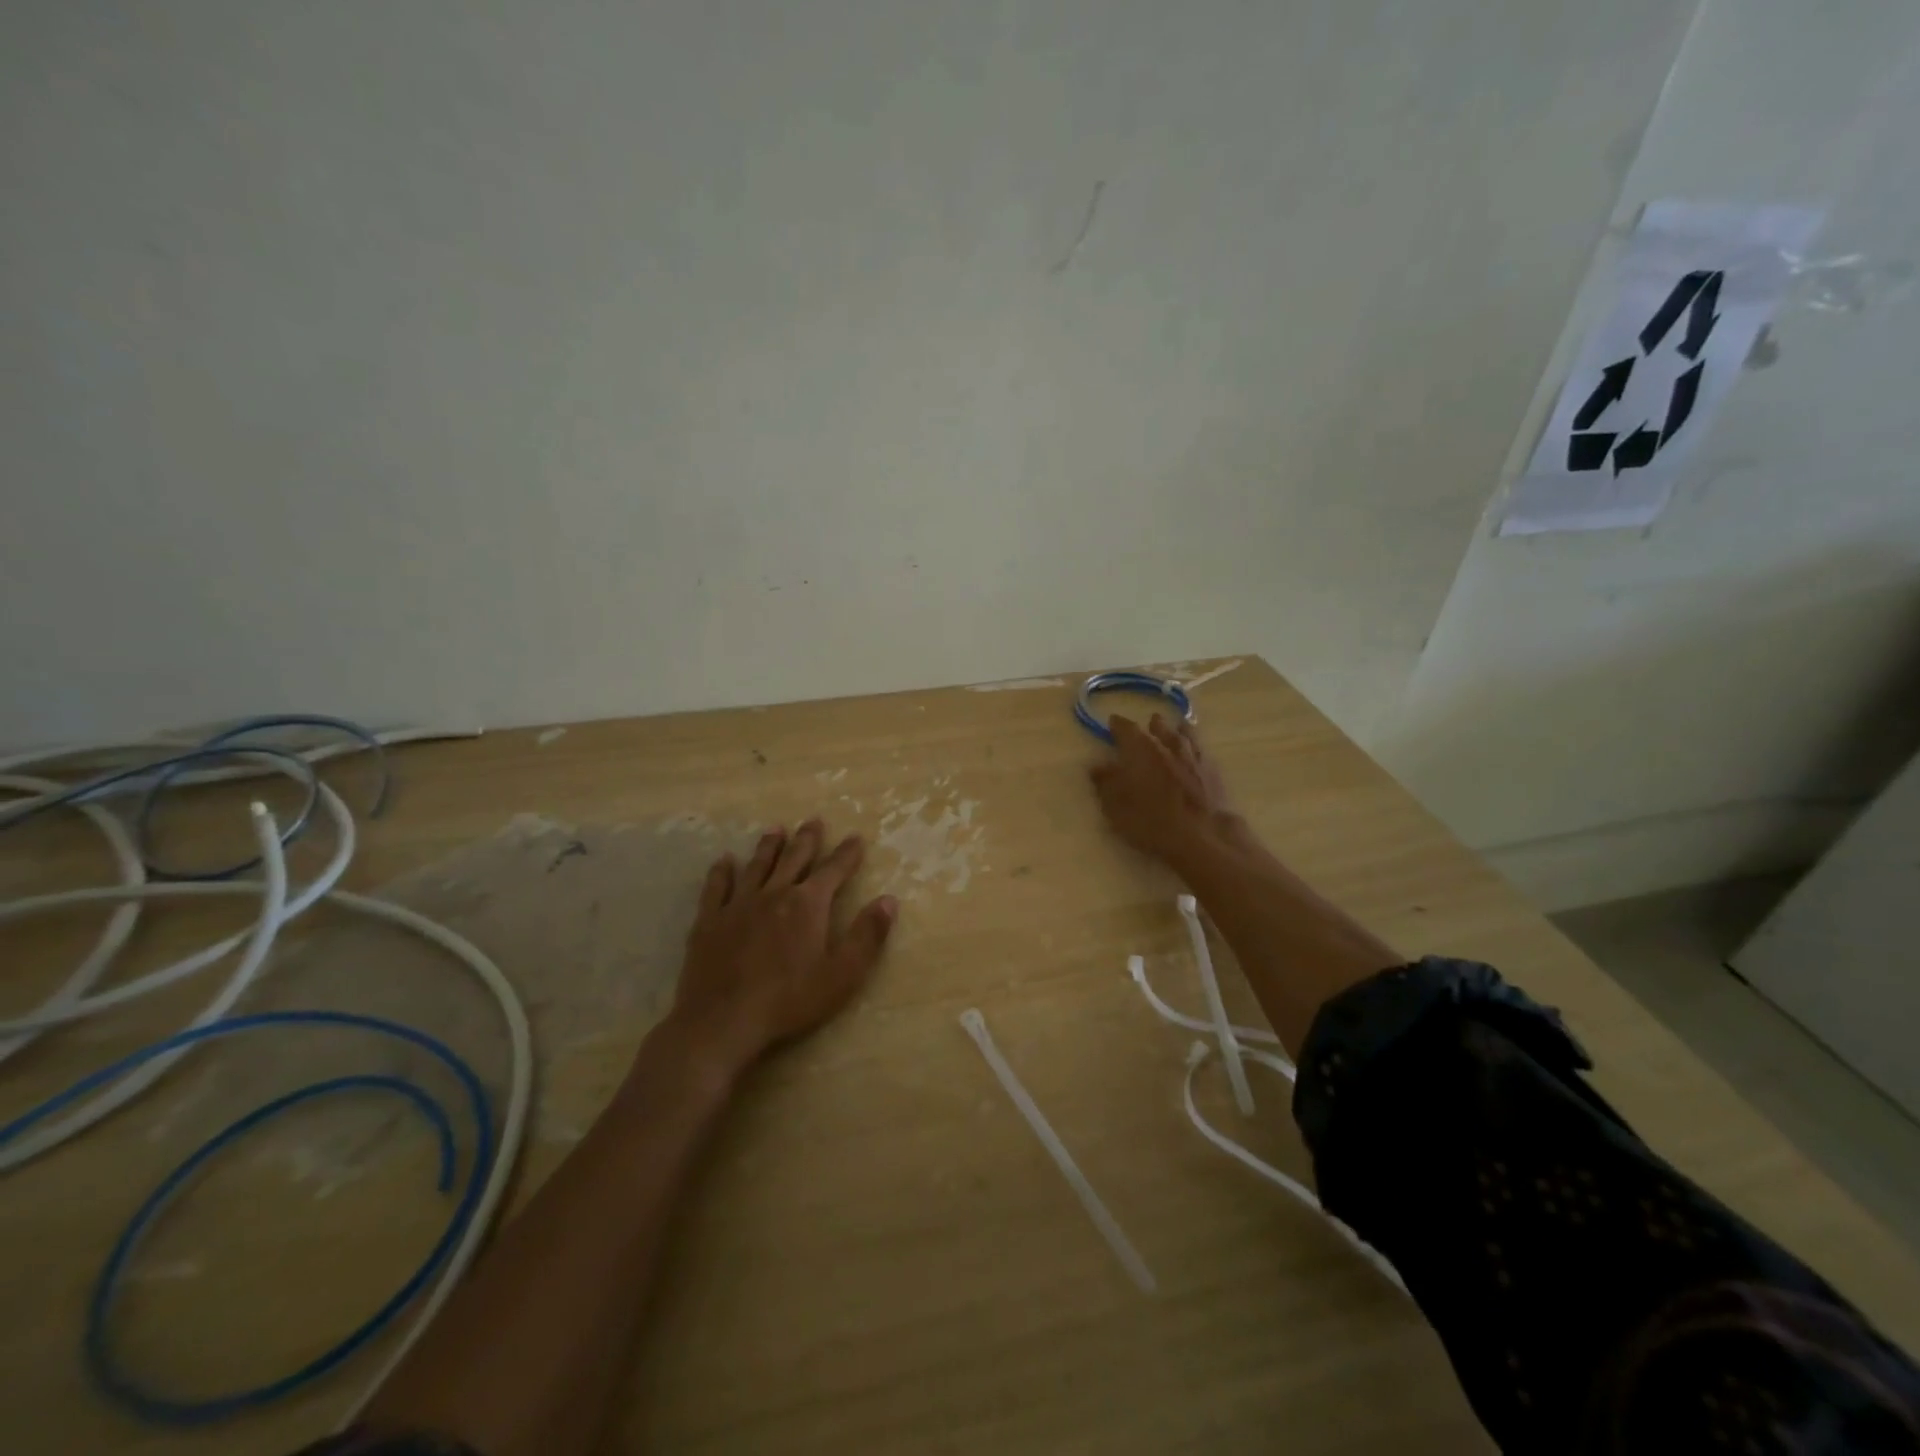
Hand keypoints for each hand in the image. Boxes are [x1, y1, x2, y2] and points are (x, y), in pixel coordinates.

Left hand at [665, 820, 897, 1078]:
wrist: (723, 1021)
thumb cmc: (789, 1001)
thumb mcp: (842, 975)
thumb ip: (867, 936)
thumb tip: (889, 900)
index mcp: (808, 904)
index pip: (834, 870)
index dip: (847, 853)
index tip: (856, 838)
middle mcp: (774, 893)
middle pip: (794, 858)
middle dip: (807, 839)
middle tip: (814, 821)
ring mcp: (738, 904)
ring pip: (757, 866)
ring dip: (769, 846)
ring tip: (775, 829)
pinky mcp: (709, 921)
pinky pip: (716, 887)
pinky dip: (722, 872)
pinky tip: (723, 862)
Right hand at [1089, 714, 1237, 865]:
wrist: (1203, 836)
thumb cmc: (1151, 822)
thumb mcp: (1116, 807)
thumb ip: (1105, 784)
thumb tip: (1097, 766)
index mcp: (1139, 750)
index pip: (1125, 728)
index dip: (1118, 725)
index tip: (1113, 723)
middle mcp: (1167, 745)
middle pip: (1159, 727)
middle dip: (1151, 725)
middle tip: (1148, 725)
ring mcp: (1193, 756)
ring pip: (1185, 735)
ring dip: (1178, 730)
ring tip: (1178, 727)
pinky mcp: (1213, 771)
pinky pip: (1202, 750)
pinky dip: (1196, 746)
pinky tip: (1197, 751)